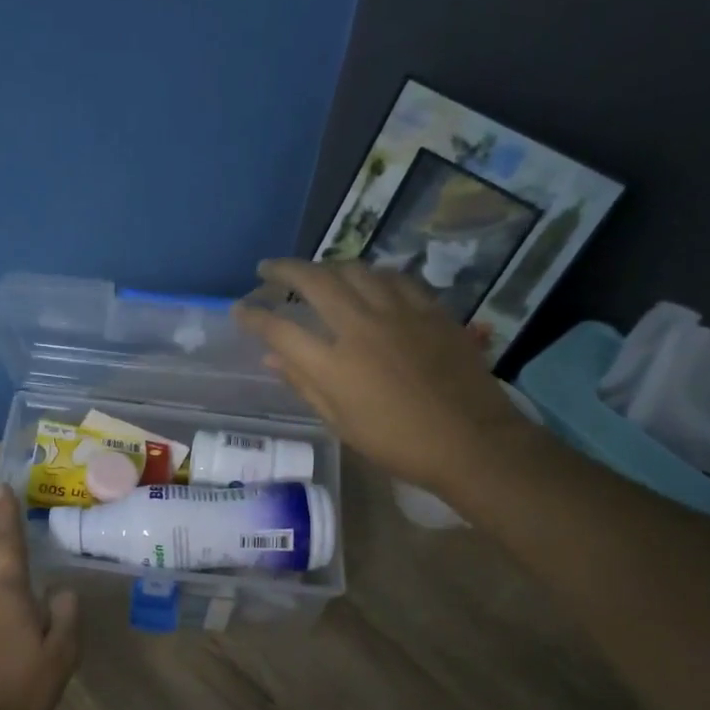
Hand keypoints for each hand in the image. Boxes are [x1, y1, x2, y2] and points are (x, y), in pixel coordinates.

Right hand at [232, 259, 529, 494]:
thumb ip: (305, 384)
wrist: (470, 441)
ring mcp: (399, 312)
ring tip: (316, 272)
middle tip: (268, 269)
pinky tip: (367, 281)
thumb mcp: (341, 423)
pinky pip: (393, 278)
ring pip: (355, 270)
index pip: (280, 330)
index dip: (254, 316)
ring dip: (327, 266)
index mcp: (334, 364)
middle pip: (315, 281)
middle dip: (284, 270)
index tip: (239, 309)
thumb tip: (271, 359)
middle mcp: (361, 327)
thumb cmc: (397, 443)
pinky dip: (370, 275)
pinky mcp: (429, 309)